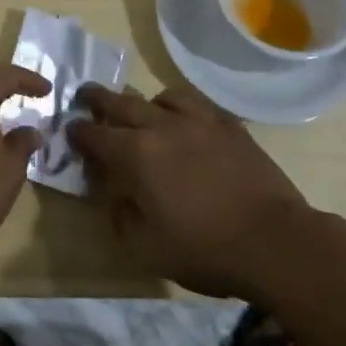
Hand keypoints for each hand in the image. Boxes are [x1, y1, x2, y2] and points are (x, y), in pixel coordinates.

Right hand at [69, 85, 310, 297]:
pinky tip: (184, 120)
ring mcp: (197, 121)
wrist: (275, 241)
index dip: (78, 133)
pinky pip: (196, 102)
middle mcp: (161, 126)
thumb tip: (113, 194)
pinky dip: (180, 106)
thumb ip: (121, 216)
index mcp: (136, 155)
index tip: (70, 131)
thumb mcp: (148, 248)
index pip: (95, 135)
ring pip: (160, 96)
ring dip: (143, 101)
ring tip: (142, 110)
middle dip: (98, 99)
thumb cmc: (206, 249)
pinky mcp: (227, 125)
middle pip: (120, 103)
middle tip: (85, 96)